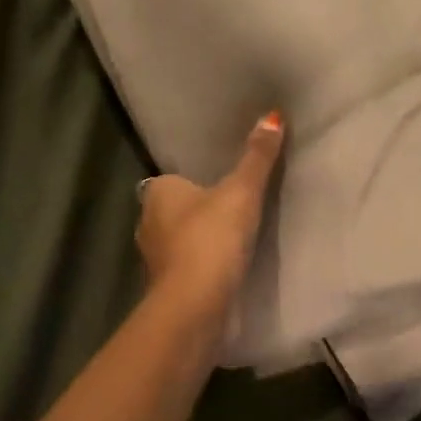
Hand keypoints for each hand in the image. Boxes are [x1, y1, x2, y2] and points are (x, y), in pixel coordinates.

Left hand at [136, 112, 284, 316]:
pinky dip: (200, 267)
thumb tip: (272, 116)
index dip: (195, 181)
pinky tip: (224, 270)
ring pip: (178, 241)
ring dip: (199, 241)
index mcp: (157, 193)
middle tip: (232, 210)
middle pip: (175, 211)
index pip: (173, 180)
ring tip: (233, 240)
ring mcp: (153, 259)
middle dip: (197, 212)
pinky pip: (185, 268)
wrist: (195, 305)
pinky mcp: (165, 288)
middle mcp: (147, 222)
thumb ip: (256, 157)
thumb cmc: (211, 238)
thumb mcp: (241, 192)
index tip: (221, 185)